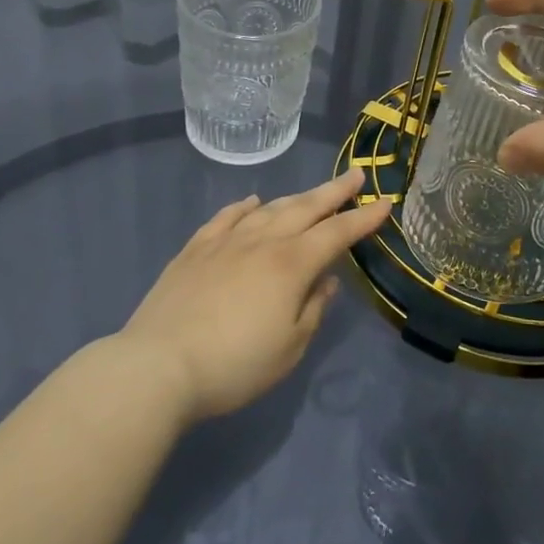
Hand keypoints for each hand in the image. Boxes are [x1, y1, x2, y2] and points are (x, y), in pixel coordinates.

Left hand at [118, 170, 389, 424]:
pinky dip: (244, 206)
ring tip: (311, 194)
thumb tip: (325, 281)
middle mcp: (263, 241)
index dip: (364, 219)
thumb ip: (313, 310)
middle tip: (355, 176)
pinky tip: (252, 202)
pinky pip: (226, 217)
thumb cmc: (234, 365)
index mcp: (292, 264)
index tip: (385, 203)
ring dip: (295, 198)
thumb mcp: (289, 348)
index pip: (337, 233)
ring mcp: (226, 241)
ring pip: (269, 208)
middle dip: (335, 191)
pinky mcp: (195, 249)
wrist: (157, 367)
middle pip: (306, 207)